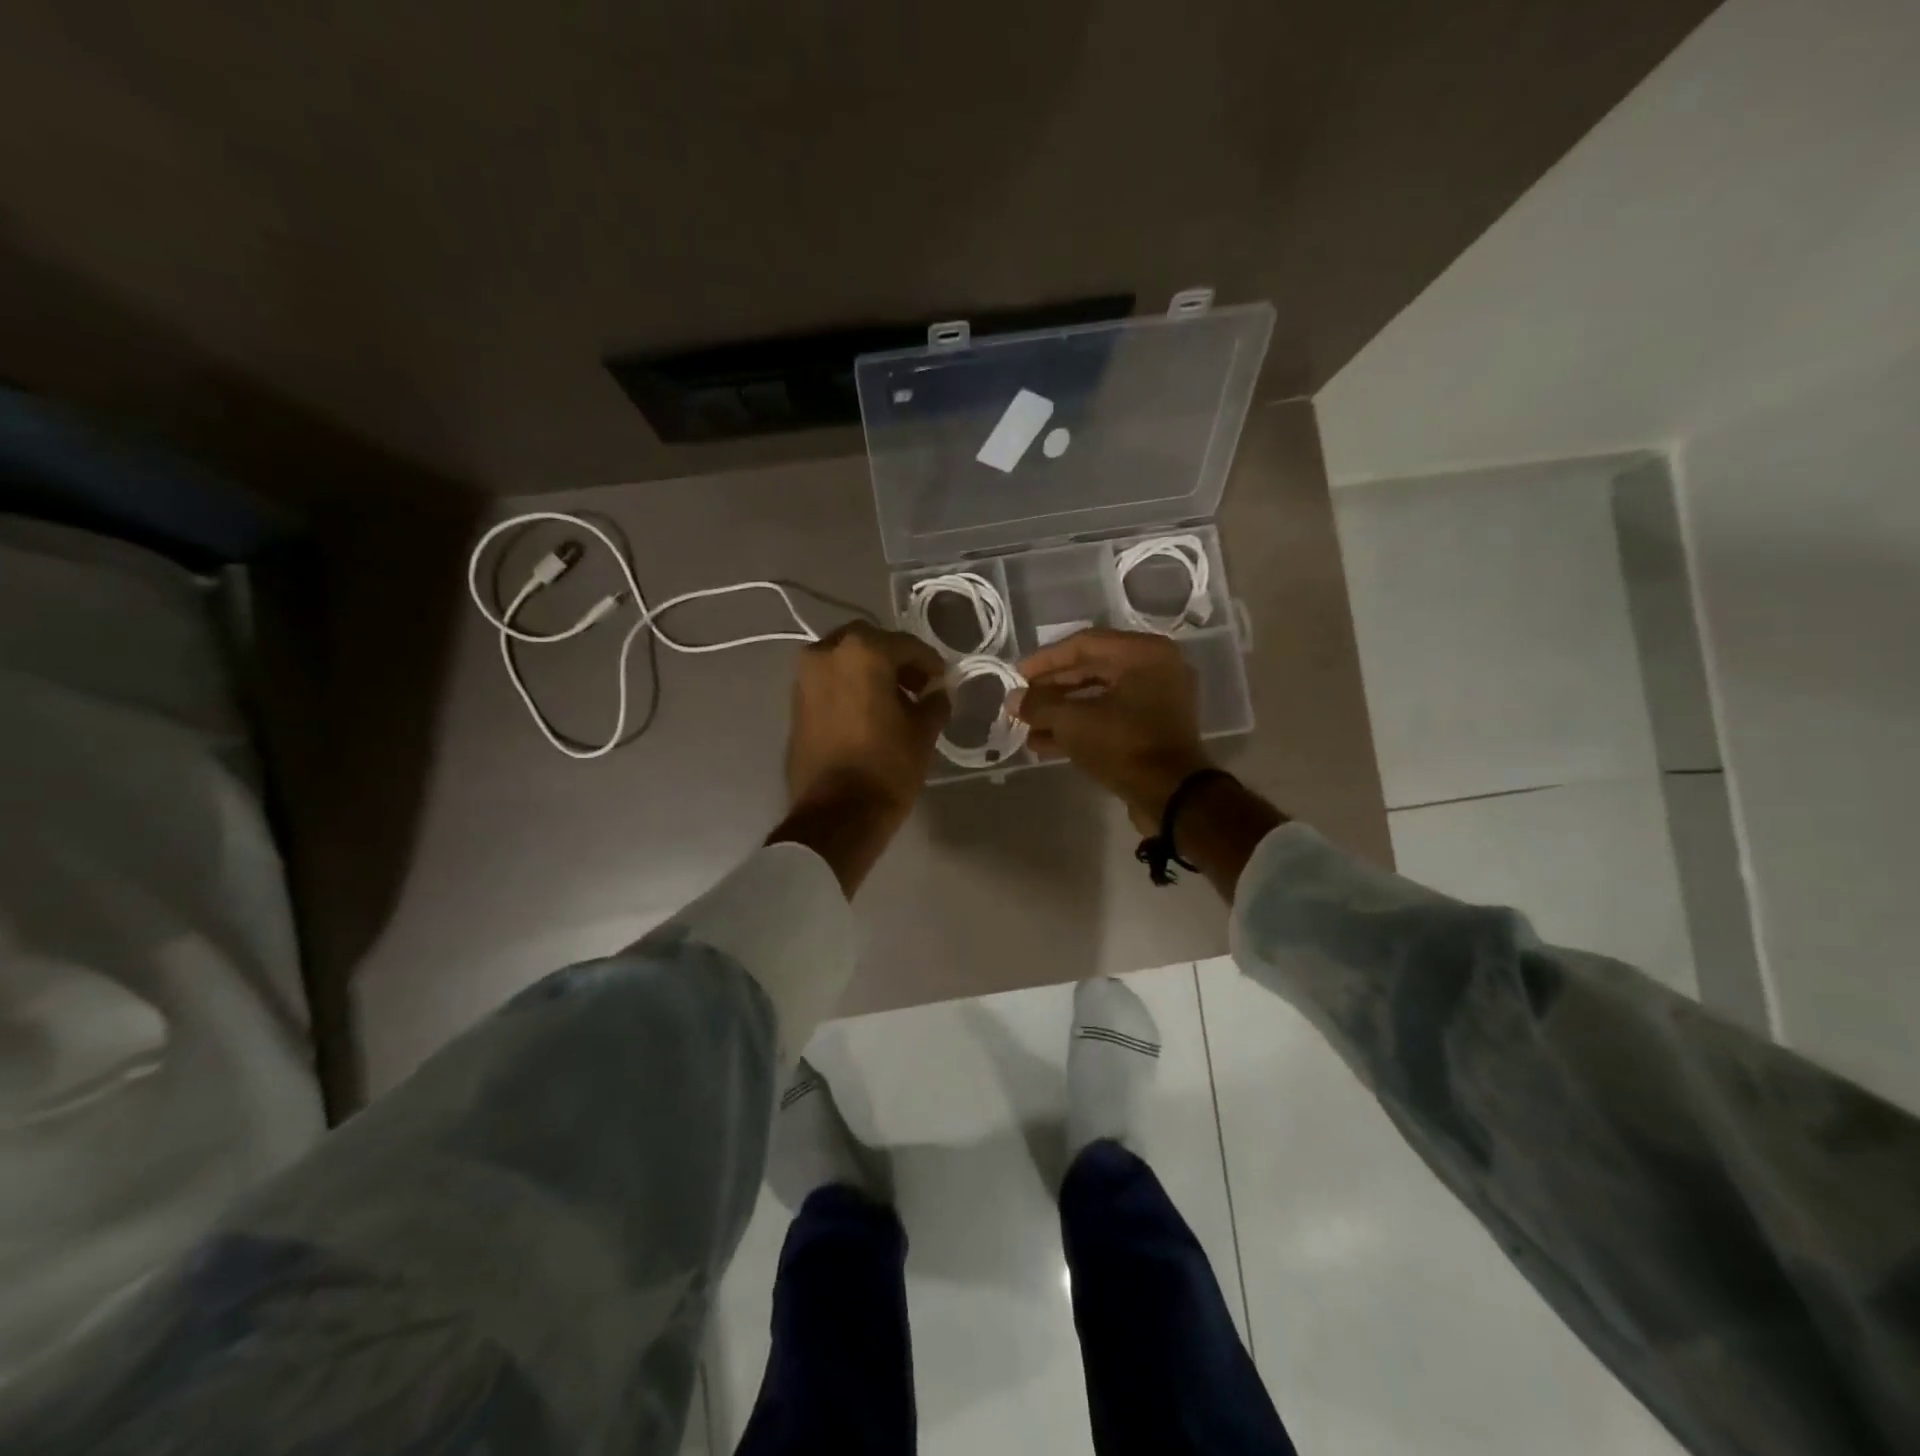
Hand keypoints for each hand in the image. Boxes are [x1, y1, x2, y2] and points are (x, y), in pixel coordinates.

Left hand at [773, 623, 948, 894]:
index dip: (929, 663)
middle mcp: (826, 653)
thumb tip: (937, 692)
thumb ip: (934, 702)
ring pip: (844, 660)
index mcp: (862, 652)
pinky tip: (869, 712)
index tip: (942, 680)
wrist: (836, 814)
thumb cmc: (886, 767)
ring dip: (869, 672)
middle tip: (917, 685)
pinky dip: (850, 687)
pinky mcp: (795, 703)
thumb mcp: (922, 732)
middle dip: (894, 659)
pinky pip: (829, 682)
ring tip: (894, 702)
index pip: (905, 645)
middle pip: (869, 643)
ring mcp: (805, 677)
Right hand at [1014, 629, 1212, 830]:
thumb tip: (1014, 700)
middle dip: (1051, 689)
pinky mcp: (1153, 730)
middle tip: (1021, 702)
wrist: (1171, 796)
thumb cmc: (1124, 744)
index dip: (1045, 660)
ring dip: (1061, 712)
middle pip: (1091, 670)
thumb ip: (1039, 705)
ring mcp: (1158, 701)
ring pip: (1099, 698)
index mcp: (1143, 653)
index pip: (1084, 644)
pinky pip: (1111, 718)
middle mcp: (1156, 669)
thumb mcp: (1073, 721)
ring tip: (1027, 727)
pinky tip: (1045, 743)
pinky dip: (1081, 727)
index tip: (1017, 675)